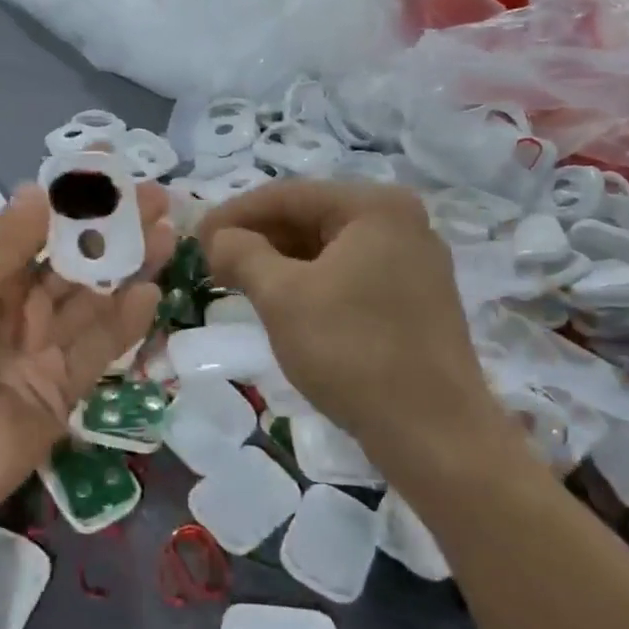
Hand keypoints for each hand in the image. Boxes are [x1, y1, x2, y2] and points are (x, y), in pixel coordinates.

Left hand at [0, 184, 172, 550]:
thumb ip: (1, 250)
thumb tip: (38, 190)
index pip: (31, 235)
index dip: (69, 204)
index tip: (107, 170)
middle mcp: (13, 315)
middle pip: (70, 265)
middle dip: (110, 232)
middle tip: (157, 198)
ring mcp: (40, 354)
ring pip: (92, 303)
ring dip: (127, 268)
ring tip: (166, 232)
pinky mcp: (64, 392)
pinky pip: (99, 350)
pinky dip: (125, 322)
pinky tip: (151, 291)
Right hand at [198, 180, 500, 460]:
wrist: (433, 432)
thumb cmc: (352, 351)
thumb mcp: (282, 296)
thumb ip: (242, 254)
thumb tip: (218, 238)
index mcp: (375, 207)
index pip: (288, 195)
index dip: (233, 214)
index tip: (195, 238)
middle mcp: (401, 222)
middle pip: (310, 217)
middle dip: (257, 237)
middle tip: (211, 261)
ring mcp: (413, 262)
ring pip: (328, 248)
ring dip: (279, 261)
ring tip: (238, 281)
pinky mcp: (414, 299)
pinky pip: (348, 274)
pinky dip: (309, 281)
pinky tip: (281, 301)